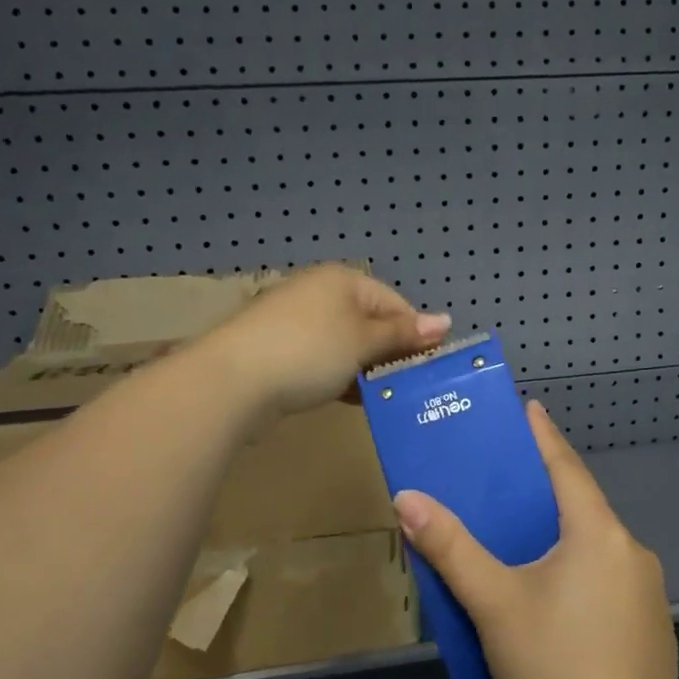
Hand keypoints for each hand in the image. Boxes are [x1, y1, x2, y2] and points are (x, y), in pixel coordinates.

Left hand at [204, 264, 450, 416]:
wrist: (232, 380)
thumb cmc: (309, 352)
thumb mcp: (364, 342)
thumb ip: (403, 334)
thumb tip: (446, 321)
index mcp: (343, 280)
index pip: (394, 303)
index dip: (416, 334)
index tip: (429, 368)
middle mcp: (319, 293)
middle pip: (369, 323)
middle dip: (390, 354)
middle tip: (408, 387)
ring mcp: (295, 321)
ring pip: (345, 344)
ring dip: (365, 369)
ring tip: (382, 397)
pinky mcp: (278, 349)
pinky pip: (321, 359)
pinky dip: (338, 376)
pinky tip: (348, 398)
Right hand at [393, 400, 677, 678]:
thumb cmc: (553, 667)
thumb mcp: (494, 603)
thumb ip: (450, 548)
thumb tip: (408, 498)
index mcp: (599, 535)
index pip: (567, 468)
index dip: (544, 436)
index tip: (529, 407)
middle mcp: (632, 553)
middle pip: (582, 509)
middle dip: (545, 495)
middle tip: (506, 489)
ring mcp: (650, 593)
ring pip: (595, 550)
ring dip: (561, 542)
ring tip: (521, 552)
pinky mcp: (652, 629)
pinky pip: (608, 584)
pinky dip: (580, 577)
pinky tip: (555, 607)